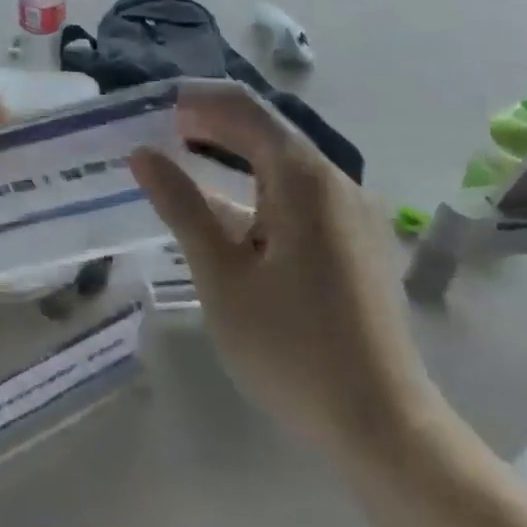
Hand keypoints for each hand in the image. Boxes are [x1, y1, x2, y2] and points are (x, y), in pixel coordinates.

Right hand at [130, 80, 436, 463]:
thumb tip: (143, 154)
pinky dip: (251, 184)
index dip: (194, 99)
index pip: (243, 108)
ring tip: (176, 159)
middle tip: (151, 130)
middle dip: (207, 121)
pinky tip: (220, 208)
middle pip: (264, 128)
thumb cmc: (292, 347)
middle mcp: (334, 182)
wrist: (384, 427)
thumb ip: (182, 205)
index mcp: (305, 179)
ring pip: (279, 161)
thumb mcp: (221, 275)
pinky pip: (294, 192)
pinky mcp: (351, 241)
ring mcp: (349, 212)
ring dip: (227, 152)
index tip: (146, 106)